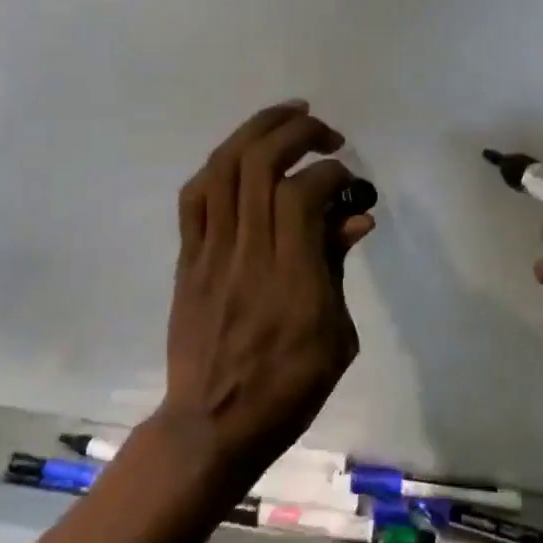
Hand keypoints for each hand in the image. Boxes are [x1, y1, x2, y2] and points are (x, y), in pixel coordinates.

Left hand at [160, 100, 374, 494]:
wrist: (212, 426)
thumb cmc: (287, 389)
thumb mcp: (336, 337)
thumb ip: (337, 267)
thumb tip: (355, 216)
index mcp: (290, 276)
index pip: (302, 193)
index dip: (329, 171)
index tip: (347, 178)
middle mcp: (247, 252)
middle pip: (260, 165)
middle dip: (295, 132)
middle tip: (323, 130)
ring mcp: (210, 252)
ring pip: (224, 168)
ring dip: (256, 131)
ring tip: (287, 117)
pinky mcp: (187, 258)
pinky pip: (195, 197)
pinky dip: (220, 165)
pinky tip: (242, 155)